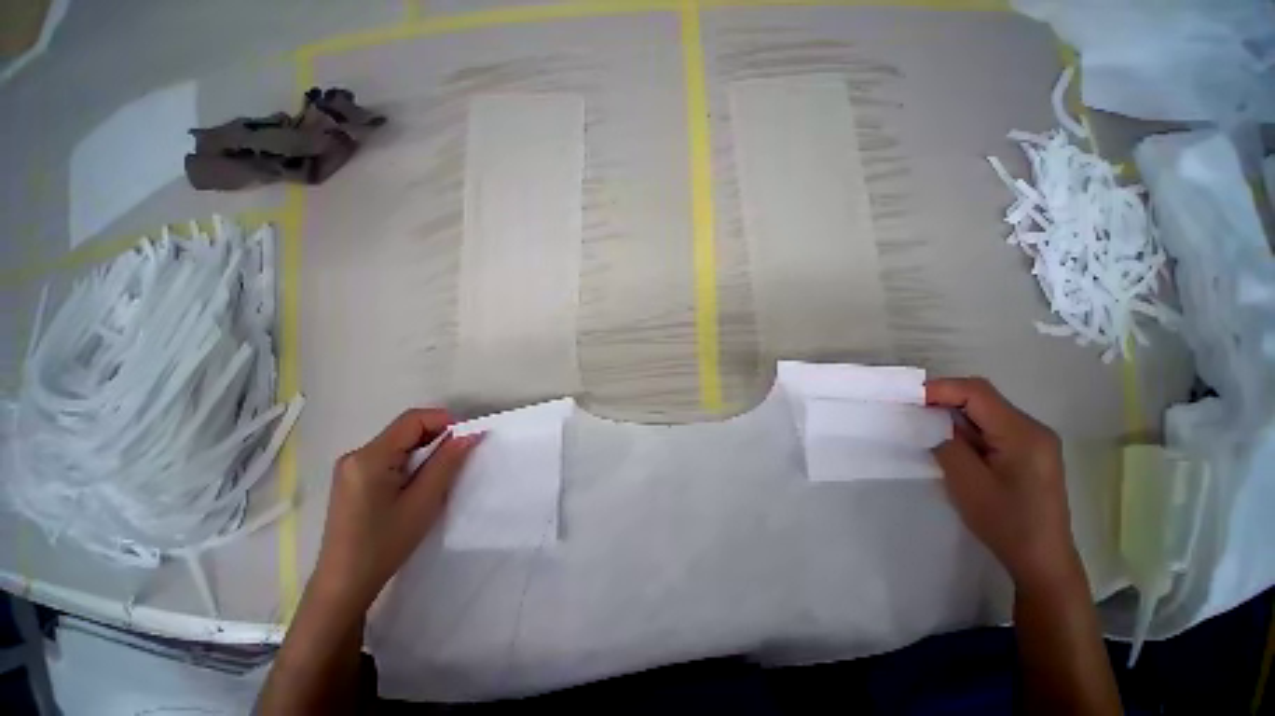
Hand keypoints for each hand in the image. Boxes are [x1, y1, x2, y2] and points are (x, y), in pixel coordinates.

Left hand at [310, 409, 482, 611]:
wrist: (345, 583)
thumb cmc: (385, 543)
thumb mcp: (423, 500)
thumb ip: (447, 462)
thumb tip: (470, 433)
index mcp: (369, 457)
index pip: (413, 420)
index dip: (445, 421)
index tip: (468, 437)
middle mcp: (356, 455)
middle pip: (405, 429)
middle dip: (437, 436)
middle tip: (461, 455)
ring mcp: (351, 467)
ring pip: (399, 443)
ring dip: (426, 450)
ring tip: (443, 470)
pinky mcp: (353, 479)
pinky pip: (389, 457)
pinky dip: (412, 461)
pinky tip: (420, 481)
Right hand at [926, 378, 1080, 591]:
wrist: (1042, 560)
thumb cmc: (1005, 522)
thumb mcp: (966, 481)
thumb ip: (945, 442)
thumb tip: (928, 420)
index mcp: (1023, 433)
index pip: (977, 393)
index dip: (940, 388)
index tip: (907, 398)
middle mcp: (1032, 429)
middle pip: (983, 398)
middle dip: (944, 399)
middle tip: (911, 410)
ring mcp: (1033, 440)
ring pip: (986, 412)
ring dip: (953, 414)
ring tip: (924, 425)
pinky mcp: (1028, 452)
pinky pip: (992, 427)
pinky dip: (966, 428)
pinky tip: (950, 441)